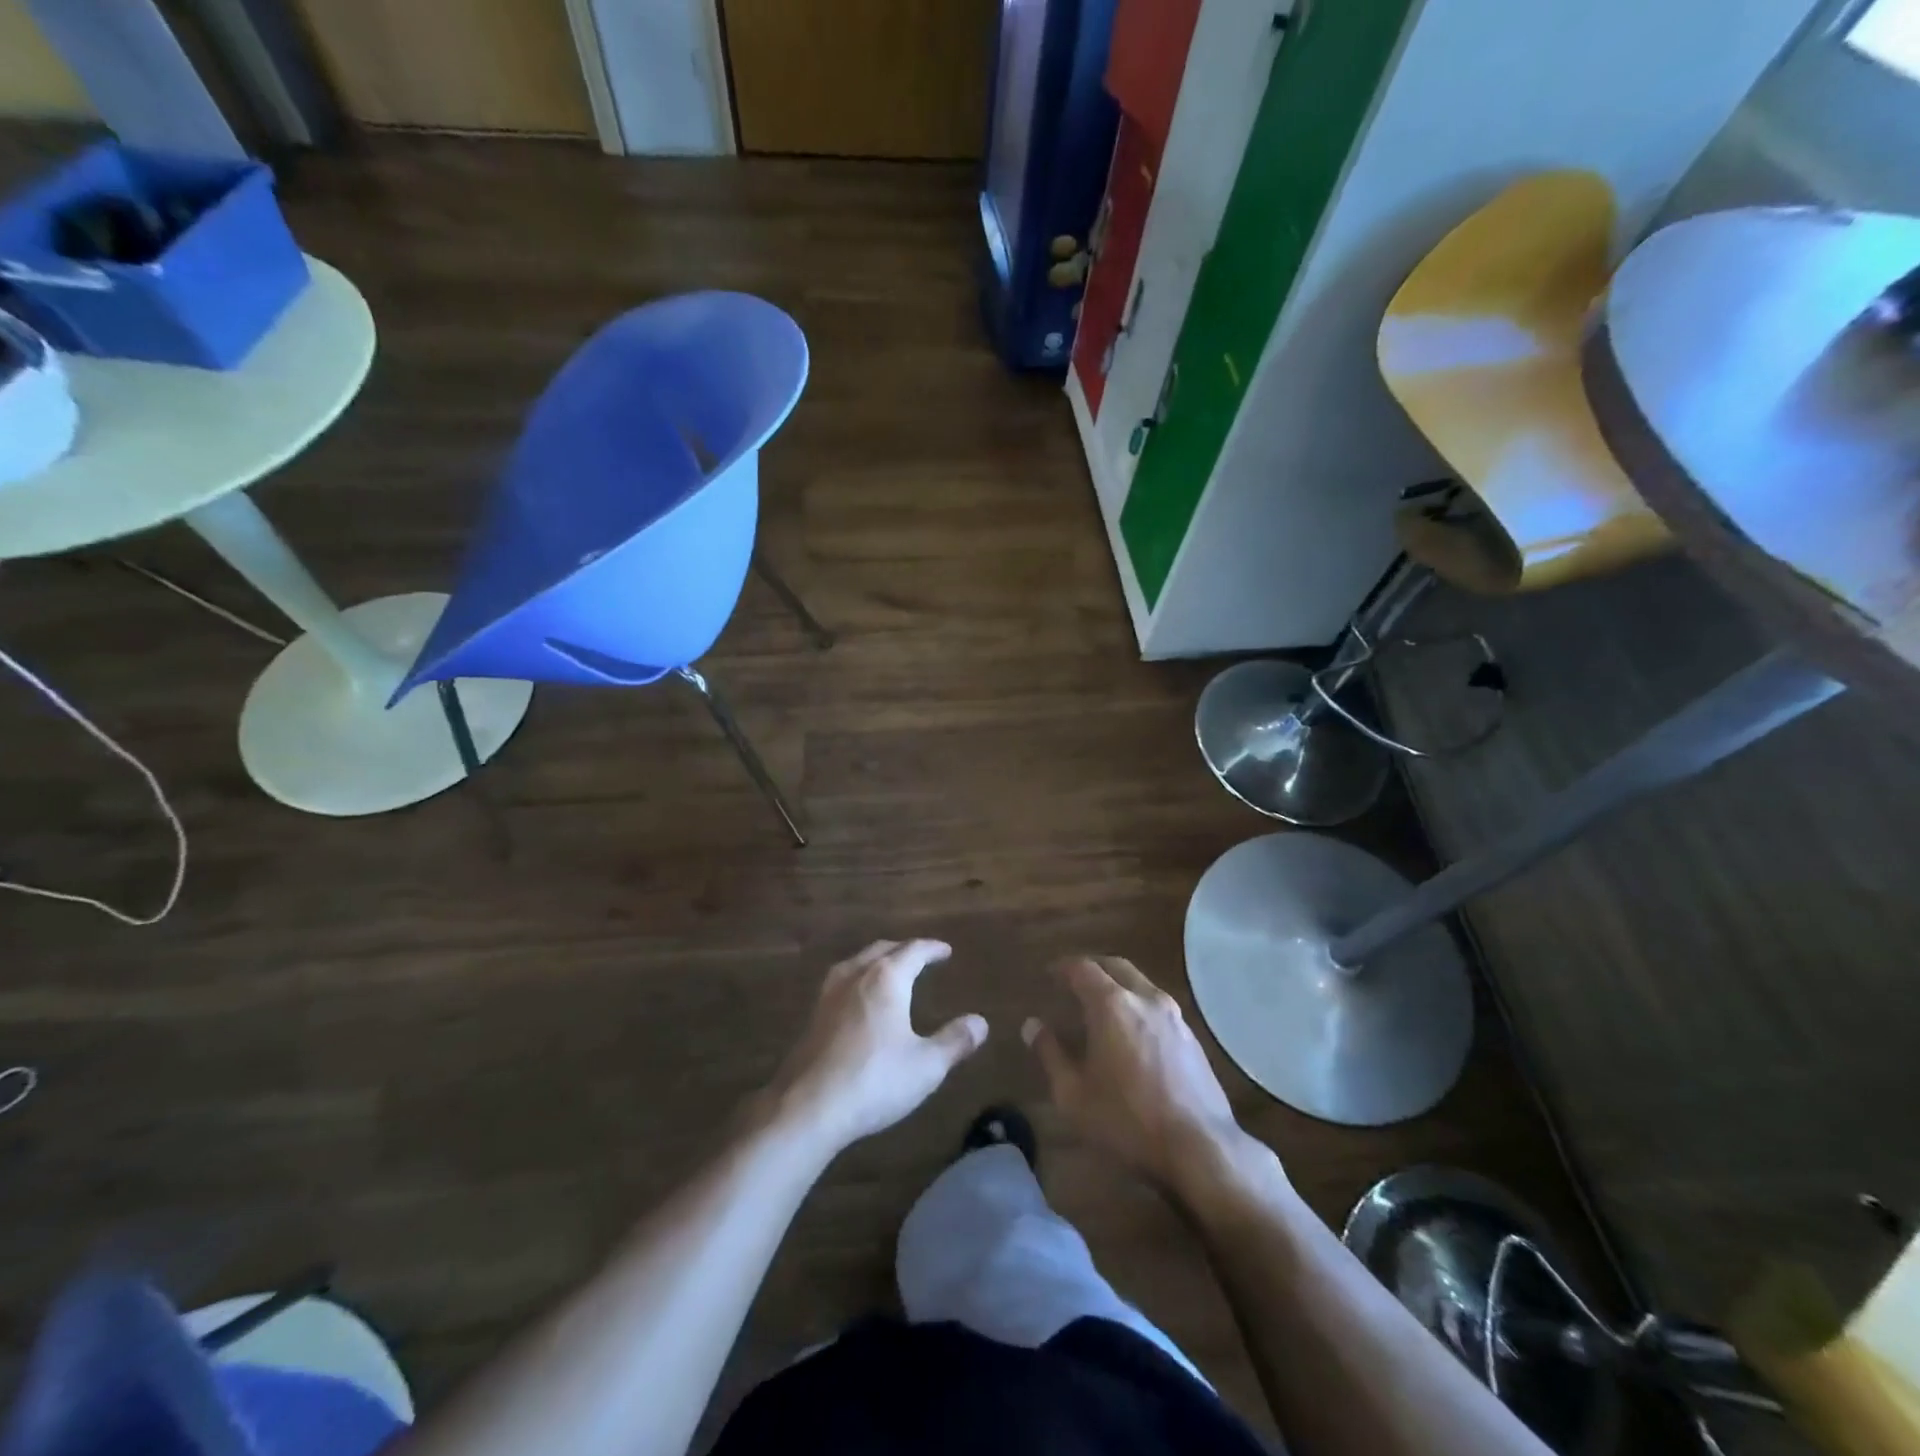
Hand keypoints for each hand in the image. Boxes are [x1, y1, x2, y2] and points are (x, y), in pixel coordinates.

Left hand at [762, 940, 987, 1157]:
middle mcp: (856, 975)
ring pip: (857, 962)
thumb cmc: (874, 1080)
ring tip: (889, 971)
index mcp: (886, 978)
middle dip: (903, 950)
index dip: (932, 948)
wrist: (808, 1107)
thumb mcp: (926, 1066)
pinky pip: (841, 982)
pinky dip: (859, 979)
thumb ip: (955, 1041)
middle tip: (920, 956)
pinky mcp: (813, 1016)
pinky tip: (859, 1000)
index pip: (913, 950)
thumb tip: (980, 1022)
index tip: (945, 950)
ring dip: (877, 961)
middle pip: (882, 949)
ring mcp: (829, 994)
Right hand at [1023, 956, 1253, 1190]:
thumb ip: (1050, 1054)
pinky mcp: (1191, 1036)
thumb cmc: (1127, 1119)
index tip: (1049, 973)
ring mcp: (1174, 1015)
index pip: (1083, 968)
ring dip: (1117, 984)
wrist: (1200, 1147)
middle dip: (1092, 967)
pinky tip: (1132, 1031)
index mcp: (1112, 1004)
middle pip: (1115, 966)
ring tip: (1100, 1005)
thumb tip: (1032, 1025)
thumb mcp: (1074, 1094)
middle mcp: (1145, 998)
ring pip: (1140, 983)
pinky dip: (1137, 1004)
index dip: (1062, 967)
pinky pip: (1157, 1005)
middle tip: (1073, 980)